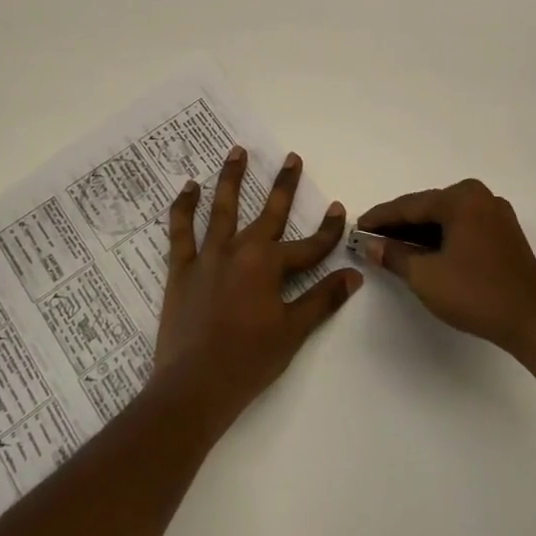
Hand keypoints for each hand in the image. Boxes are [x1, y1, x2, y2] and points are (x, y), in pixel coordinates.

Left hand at [151, 145, 362, 432]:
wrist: (195, 385)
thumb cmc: (249, 360)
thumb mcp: (292, 332)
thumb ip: (322, 300)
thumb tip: (354, 275)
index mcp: (269, 266)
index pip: (309, 245)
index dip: (327, 230)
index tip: (339, 209)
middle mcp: (240, 250)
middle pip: (268, 212)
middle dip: (284, 185)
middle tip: (291, 157)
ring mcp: (208, 256)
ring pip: (222, 208)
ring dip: (231, 178)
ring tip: (237, 151)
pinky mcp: (182, 267)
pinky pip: (181, 229)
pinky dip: (184, 206)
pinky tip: (189, 187)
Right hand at [357, 178, 535, 360]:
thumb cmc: (477, 294)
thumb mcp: (425, 276)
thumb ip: (393, 255)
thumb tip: (370, 245)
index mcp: (461, 198)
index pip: (410, 205)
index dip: (380, 218)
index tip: (357, 227)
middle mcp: (480, 197)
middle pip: (428, 208)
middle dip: (399, 225)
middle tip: (371, 238)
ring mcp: (496, 214)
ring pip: (445, 219)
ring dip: (419, 233)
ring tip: (391, 247)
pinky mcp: (504, 234)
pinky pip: (462, 228)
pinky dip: (441, 239)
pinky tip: (423, 253)